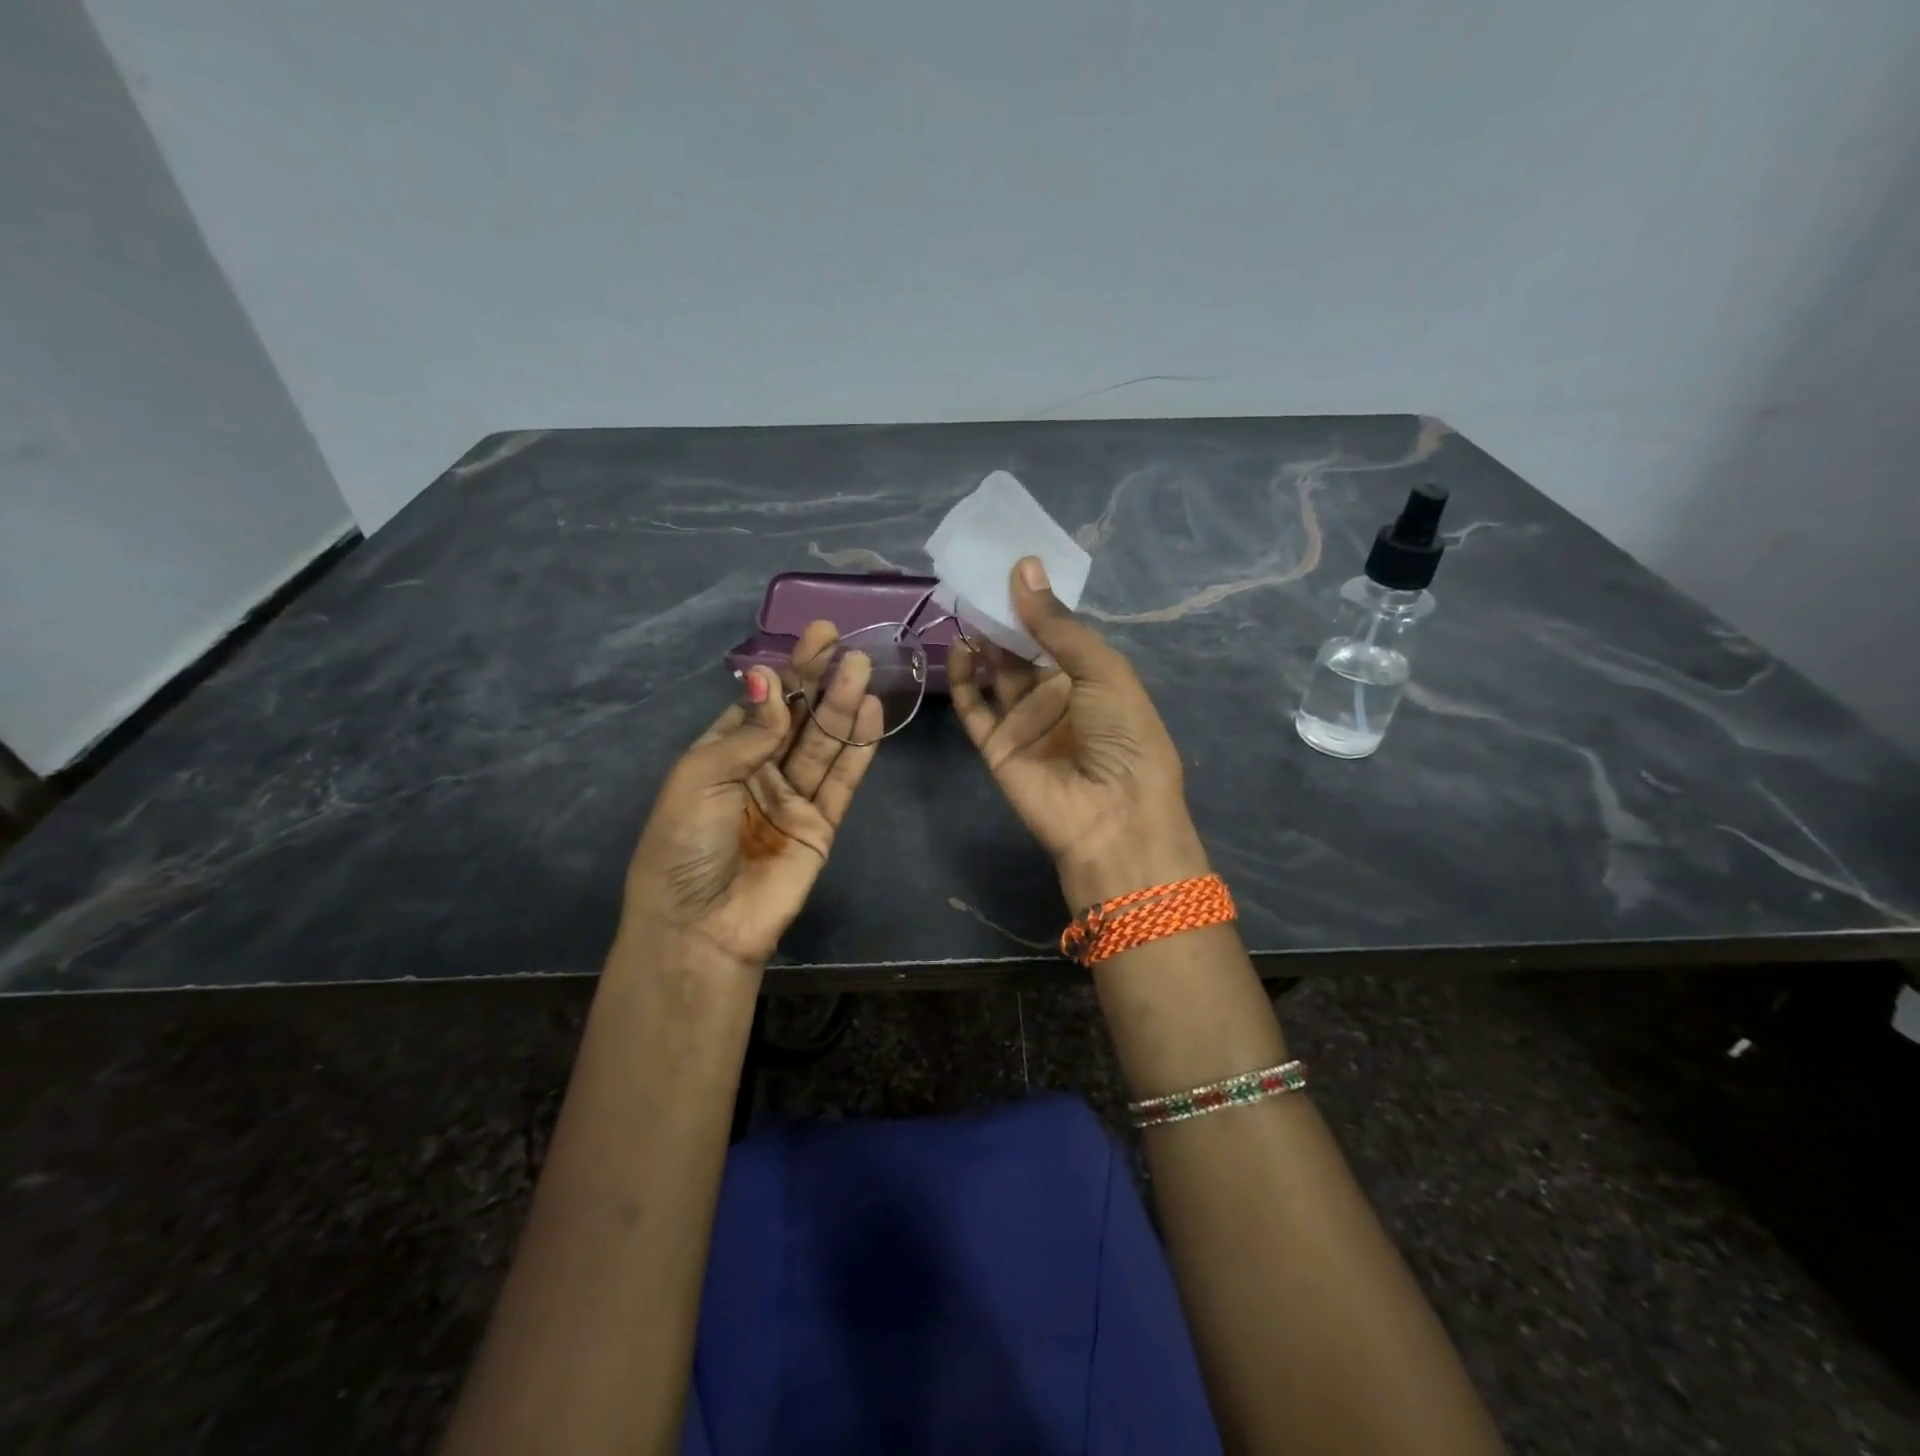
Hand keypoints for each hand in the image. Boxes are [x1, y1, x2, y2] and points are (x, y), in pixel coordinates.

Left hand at [619, 622, 882, 973]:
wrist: (701, 926)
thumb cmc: (684, 845)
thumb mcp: (701, 778)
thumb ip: (747, 733)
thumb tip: (770, 681)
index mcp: (720, 757)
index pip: (760, 705)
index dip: (786, 672)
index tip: (814, 637)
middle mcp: (758, 773)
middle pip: (796, 720)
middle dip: (819, 681)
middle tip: (847, 644)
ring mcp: (792, 800)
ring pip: (822, 745)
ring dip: (841, 707)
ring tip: (863, 668)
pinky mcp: (820, 826)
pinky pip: (841, 781)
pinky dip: (857, 749)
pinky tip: (869, 713)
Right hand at [949, 558, 1208, 908]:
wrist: (1113, 817)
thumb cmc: (1123, 735)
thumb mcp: (1101, 670)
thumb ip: (1057, 624)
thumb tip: (1024, 566)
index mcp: (1092, 678)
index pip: (1057, 632)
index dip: (1035, 603)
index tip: (1009, 566)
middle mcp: (1057, 697)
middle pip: (1022, 650)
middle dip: (1003, 618)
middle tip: (977, 579)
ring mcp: (1025, 722)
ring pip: (995, 674)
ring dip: (981, 642)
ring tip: (965, 606)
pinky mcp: (997, 747)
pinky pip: (974, 709)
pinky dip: (962, 680)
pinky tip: (960, 649)